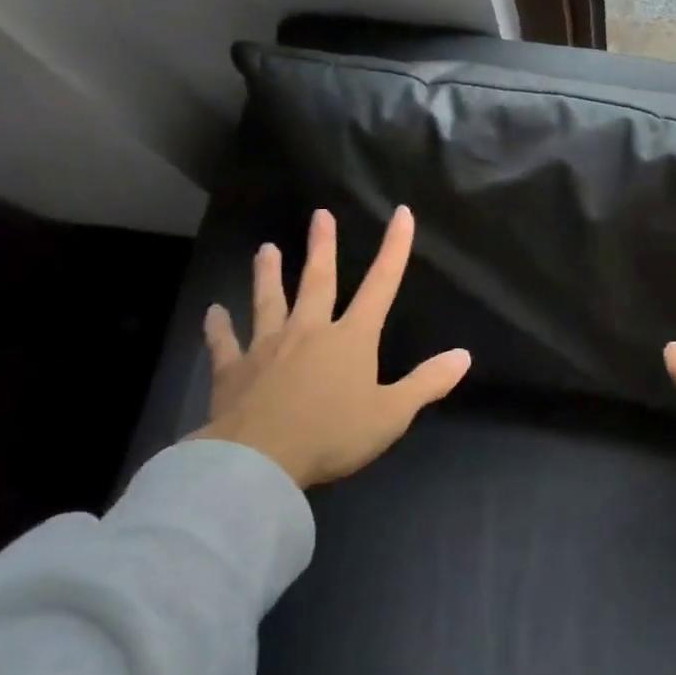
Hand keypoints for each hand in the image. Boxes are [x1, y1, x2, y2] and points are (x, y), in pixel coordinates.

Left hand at [195, 205, 470, 487]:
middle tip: (320, 214)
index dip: (394, 249)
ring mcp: (267, 347)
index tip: (400, 214)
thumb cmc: (332, 435)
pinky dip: (218, 327)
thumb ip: (426, 383)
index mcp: (351, 339)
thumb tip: (464, 355)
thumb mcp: (392, 414)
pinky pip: (224, 343)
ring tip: (265, 249)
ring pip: (269, 301)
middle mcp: (309, 331)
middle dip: (322, 247)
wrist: (259, 460)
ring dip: (267, 274)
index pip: (381, 285)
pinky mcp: (233, 370)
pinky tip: (212, 312)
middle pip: (318, 281)